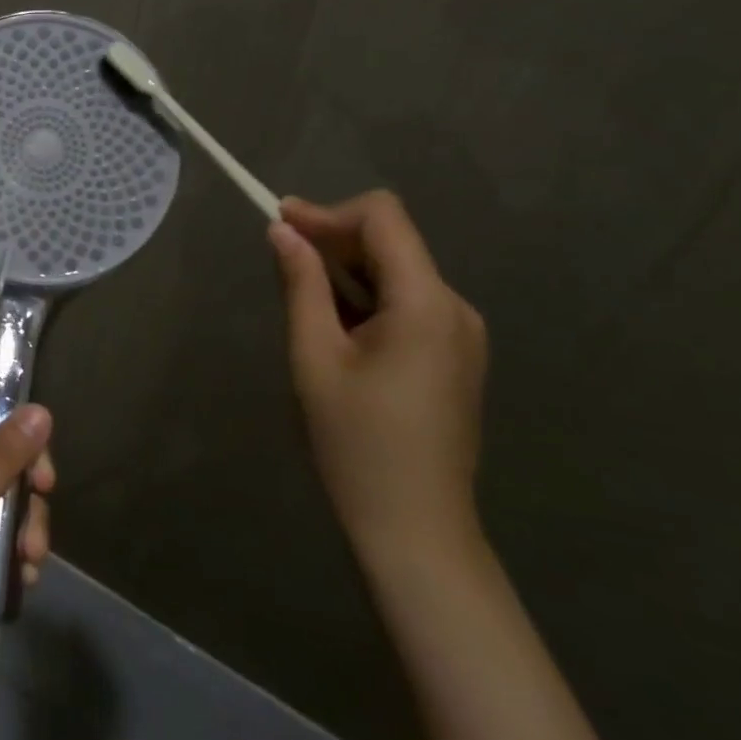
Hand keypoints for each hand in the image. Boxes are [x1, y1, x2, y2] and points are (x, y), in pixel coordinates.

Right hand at [268, 191, 487, 575]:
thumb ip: (301, 285)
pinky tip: (334, 324)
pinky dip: (366, 297)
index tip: (281, 223)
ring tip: (299, 293)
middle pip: (392, 242)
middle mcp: (455, 308)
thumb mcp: (314, 357)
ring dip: (346, 270)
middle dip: (333, 238)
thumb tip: (282, 231)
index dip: (329, 212)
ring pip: (398, 271)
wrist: (416, 528)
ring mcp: (462, 334)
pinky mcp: (456, 356)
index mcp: (426, 304)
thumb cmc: (356, 442)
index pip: (384, 218)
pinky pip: (407, 302)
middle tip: (278, 253)